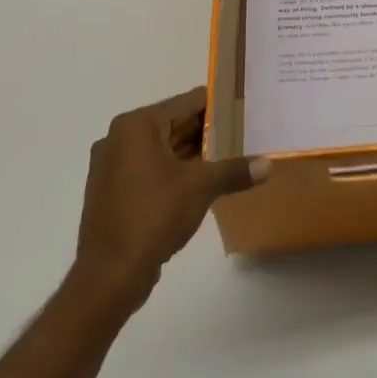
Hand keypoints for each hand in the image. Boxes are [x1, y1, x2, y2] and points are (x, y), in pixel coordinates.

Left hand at [73, 87, 268, 309]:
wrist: (109, 275)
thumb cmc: (153, 215)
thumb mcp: (201, 187)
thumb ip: (235, 170)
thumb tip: (268, 165)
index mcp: (137, 126)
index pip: (186, 102)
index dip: (218, 105)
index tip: (244, 108)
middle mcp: (120, 138)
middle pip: (173, 124)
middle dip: (207, 131)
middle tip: (243, 133)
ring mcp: (113, 166)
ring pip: (163, 149)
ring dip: (193, 153)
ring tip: (230, 155)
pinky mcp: (113, 192)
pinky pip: (151, 169)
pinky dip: (175, 171)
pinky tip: (203, 182)